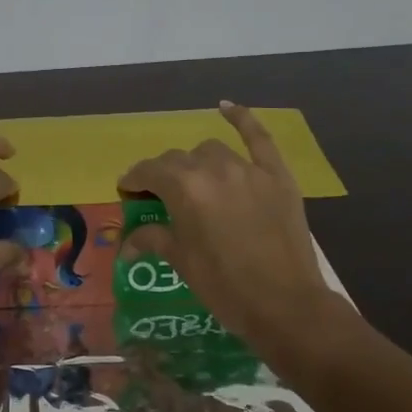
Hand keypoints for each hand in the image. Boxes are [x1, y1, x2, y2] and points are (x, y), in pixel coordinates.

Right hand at [118, 102, 349, 353]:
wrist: (285, 305)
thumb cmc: (224, 287)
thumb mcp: (182, 262)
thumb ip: (154, 239)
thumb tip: (127, 242)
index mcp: (184, 189)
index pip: (149, 172)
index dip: (134, 180)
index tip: (127, 192)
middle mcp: (213, 169)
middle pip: (178, 160)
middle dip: (163, 175)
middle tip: (158, 197)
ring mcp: (249, 169)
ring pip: (211, 151)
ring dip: (196, 162)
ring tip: (194, 182)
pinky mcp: (277, 176)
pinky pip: (259, 138)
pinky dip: (242, 119)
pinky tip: (226, 107)